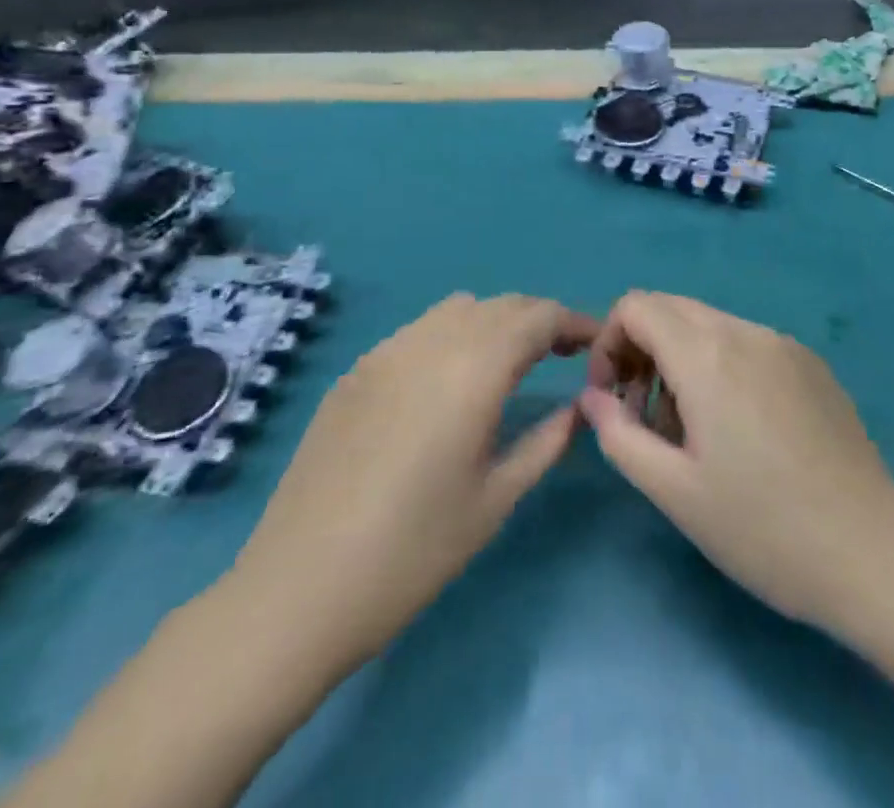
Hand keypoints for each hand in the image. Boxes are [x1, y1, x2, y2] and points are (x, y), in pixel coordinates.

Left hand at [225, 293, 595, 680]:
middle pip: (502, 305)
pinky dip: (452, 336)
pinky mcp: (356, 370)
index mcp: (474, 369)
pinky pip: (419, 330)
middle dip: (539, 320)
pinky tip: (448, 382)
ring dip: (495, 322)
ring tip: (509, 363)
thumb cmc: (412, 552)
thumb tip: (581, 405)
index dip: (574, 321)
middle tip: (562, 354)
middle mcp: (431, 342)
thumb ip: (547, 441)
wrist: (298, 589)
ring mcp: (386, 352)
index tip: (596, 343)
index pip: (538, 316)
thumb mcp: (496, 499)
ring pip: (458, 309)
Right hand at [580, 291, 893, 637]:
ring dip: (682, 360)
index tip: (613, 399)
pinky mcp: (812, 364)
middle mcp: (746, 332)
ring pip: (710, 325)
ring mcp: (785, 344)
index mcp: (708, 355)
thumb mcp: (674, 491)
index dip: (609, 343)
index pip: (637, 306)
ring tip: (693, 431)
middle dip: (642, 350)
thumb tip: (593, 398)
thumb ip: (619, 434)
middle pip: (672, 309)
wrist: (872, 553)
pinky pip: (748, 344)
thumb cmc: (762, 528)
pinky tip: (741, 430)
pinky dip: (722, 366)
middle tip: (644, 415)